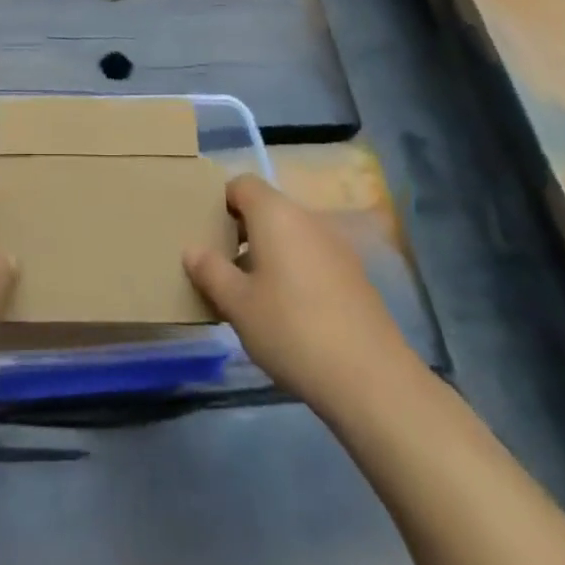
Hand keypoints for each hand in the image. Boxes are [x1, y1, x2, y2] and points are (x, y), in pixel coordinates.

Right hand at [184, 175, 414, 414]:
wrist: (371, 379)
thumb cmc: (291, 329)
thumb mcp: (237, 304)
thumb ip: (211, 271)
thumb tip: (192, 249)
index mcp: (276, 214)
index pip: (241, 184)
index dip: (219, 201)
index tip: (204, 231)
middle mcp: (307, 219)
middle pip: (266, 209)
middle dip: (240, 231)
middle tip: (219, 265)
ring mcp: (336, 246)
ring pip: (289, 236)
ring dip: (266, 254)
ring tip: (248, 294)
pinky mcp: (354, 276)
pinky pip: (311, 258)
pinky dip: (292, 271)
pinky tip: (285, 313)